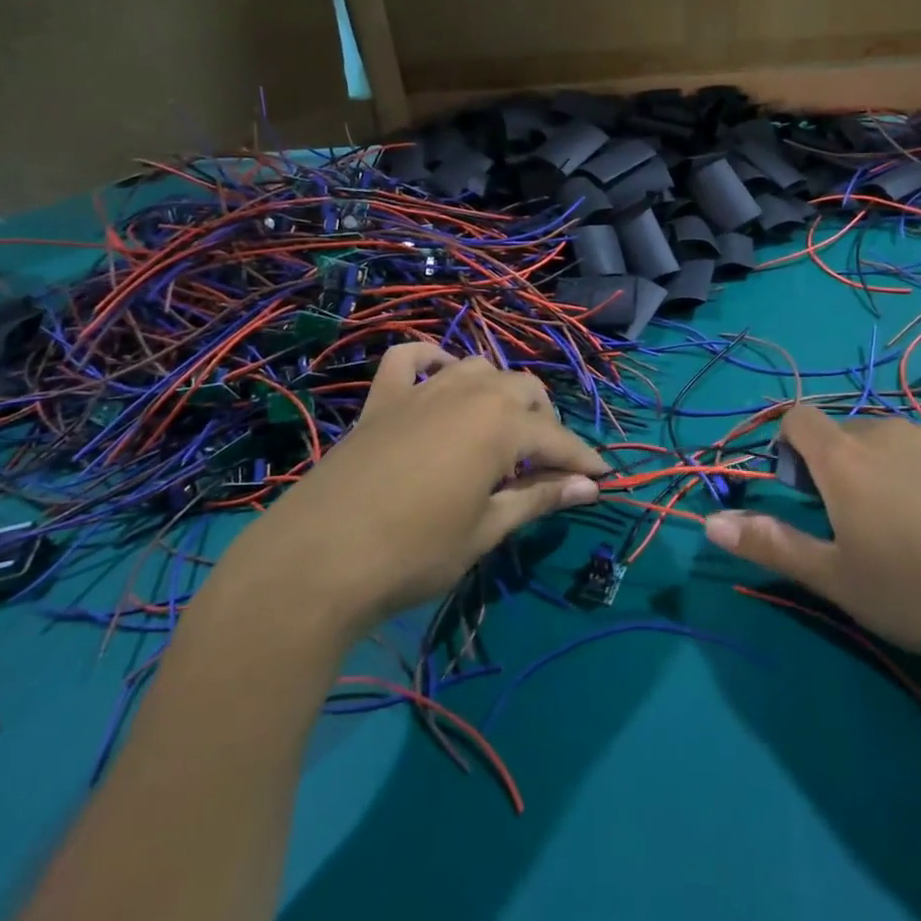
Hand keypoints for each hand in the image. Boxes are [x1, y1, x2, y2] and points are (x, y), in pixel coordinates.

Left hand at [206, 344, 605, 637]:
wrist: (317, 561)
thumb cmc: (415, 552)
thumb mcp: (486, 530)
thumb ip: (539, 498)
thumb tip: (590, 488)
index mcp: (501, 424)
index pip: (557, 438)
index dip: (583, 460)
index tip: (603, 478)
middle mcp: (468, 392)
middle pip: (524, 390)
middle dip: (545, 421)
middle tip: (549, 464)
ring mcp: (421, 390)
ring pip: (477, 367)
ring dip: (499, 391)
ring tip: (502, 427)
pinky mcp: (381, 400)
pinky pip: (409, 359)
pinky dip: (430, 361)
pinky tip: (438, 379)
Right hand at [703, 405, 920, 678]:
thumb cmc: (919, 591)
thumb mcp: (835, 578)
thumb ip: (769, 544)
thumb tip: (709, 523)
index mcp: (844, 456)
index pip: (799, 416)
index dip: (789, 445)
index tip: (802, 492)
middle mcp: (887, 431)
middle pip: (844, 429)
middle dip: (834, 462)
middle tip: (853, 523)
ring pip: (890, 440)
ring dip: (880, 467)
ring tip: (907, 527)